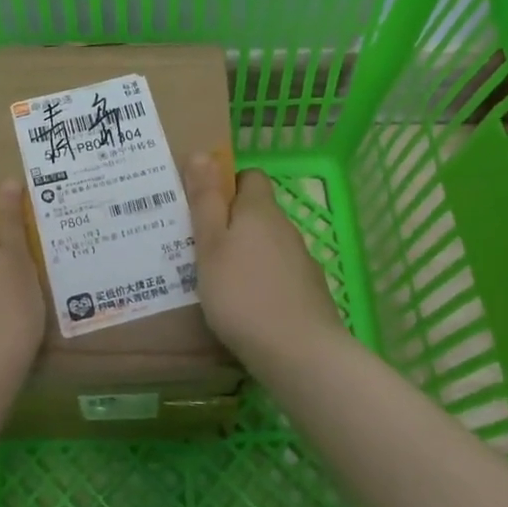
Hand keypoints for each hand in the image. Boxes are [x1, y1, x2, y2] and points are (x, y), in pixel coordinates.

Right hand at [184, 159, 349, 368]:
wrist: (300, 354)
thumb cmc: (242, 294)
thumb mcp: (210, 245)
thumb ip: (206, 200)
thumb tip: (202, 152)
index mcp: (260, 211)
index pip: (250, 177)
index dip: (227, 185)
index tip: (202, 206)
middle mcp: (285, 229)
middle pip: (257, 213)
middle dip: (231, 223)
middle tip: (198, 246)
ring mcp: (302, 262)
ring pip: (268, 246)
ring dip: (246, 255)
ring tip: (216, 280)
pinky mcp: (309, 293)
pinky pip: (279, 275)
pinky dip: (262, 282)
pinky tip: (245, 307)